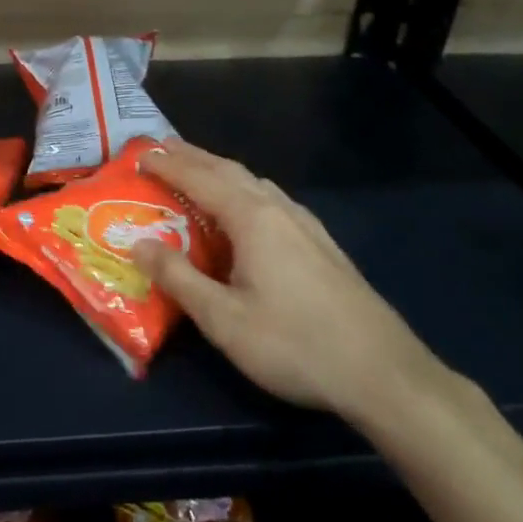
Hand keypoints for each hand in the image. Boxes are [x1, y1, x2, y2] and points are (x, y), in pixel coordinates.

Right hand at [133, 140, 440, 425]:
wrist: (383, 373)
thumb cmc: (294, 344)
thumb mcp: (223, 319)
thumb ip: (179, 278)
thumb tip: (139, 243)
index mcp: (253, 219)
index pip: (200, 179)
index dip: (168, 166)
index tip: (139, 156)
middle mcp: (280, 210)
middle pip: (230, 171)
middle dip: (194, 157)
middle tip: (163, 148)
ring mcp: (306, 225)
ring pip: (256, 184)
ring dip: (221, 172)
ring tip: (199, 173)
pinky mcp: (322, 245)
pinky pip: (273, 201)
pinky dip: (245, 191)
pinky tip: (248, 211)